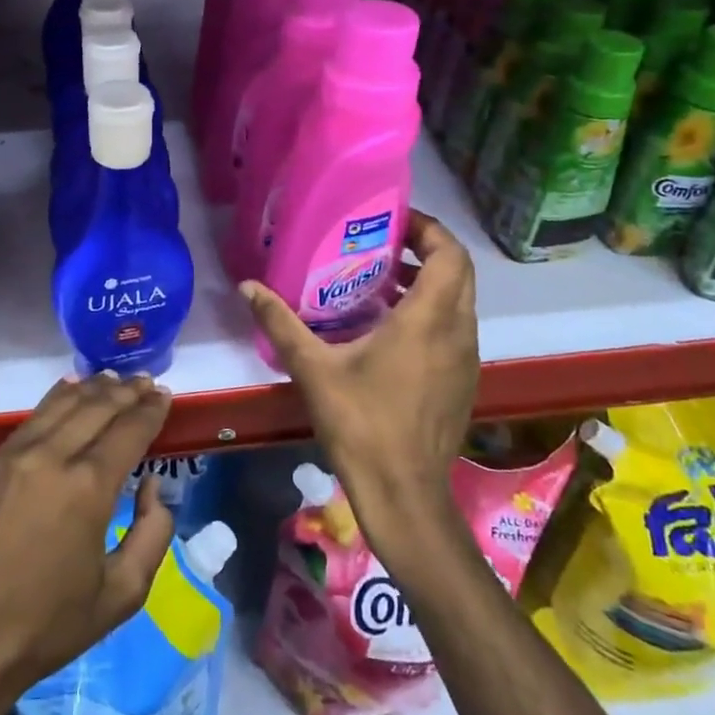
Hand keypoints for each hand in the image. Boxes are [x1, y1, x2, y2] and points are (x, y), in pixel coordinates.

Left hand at [0, 372, 175, 706]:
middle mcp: (53, 456)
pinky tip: (71, 389)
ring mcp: (17, 454)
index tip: (165, 396)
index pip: (129, 430)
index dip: (151, 410)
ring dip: (94, 388)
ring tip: (116, 380)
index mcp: (89, 488)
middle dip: (127, 392)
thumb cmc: (49, 625)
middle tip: (147, 382)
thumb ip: (152, 532)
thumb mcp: (122, 594)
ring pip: (63, 403)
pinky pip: (34, 416)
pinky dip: (59, 397)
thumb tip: (151, 484)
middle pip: (98, 407)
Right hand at [242, 210, 479, 565]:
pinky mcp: (464, 382)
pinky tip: (389, 329)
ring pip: (459, 301)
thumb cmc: (362, 424)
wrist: (405, 495)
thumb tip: (248, 287)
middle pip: (459, 271)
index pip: (449, 253)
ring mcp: (466, 359)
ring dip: (429, 281)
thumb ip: (280, 323)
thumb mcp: (313, 369)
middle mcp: (458, 332)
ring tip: (380, 279)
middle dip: (427, 248)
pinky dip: (432, 311)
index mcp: (429, 319)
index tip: (392, 219)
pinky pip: (455, 328)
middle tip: (382, 242)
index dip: (427, 227)